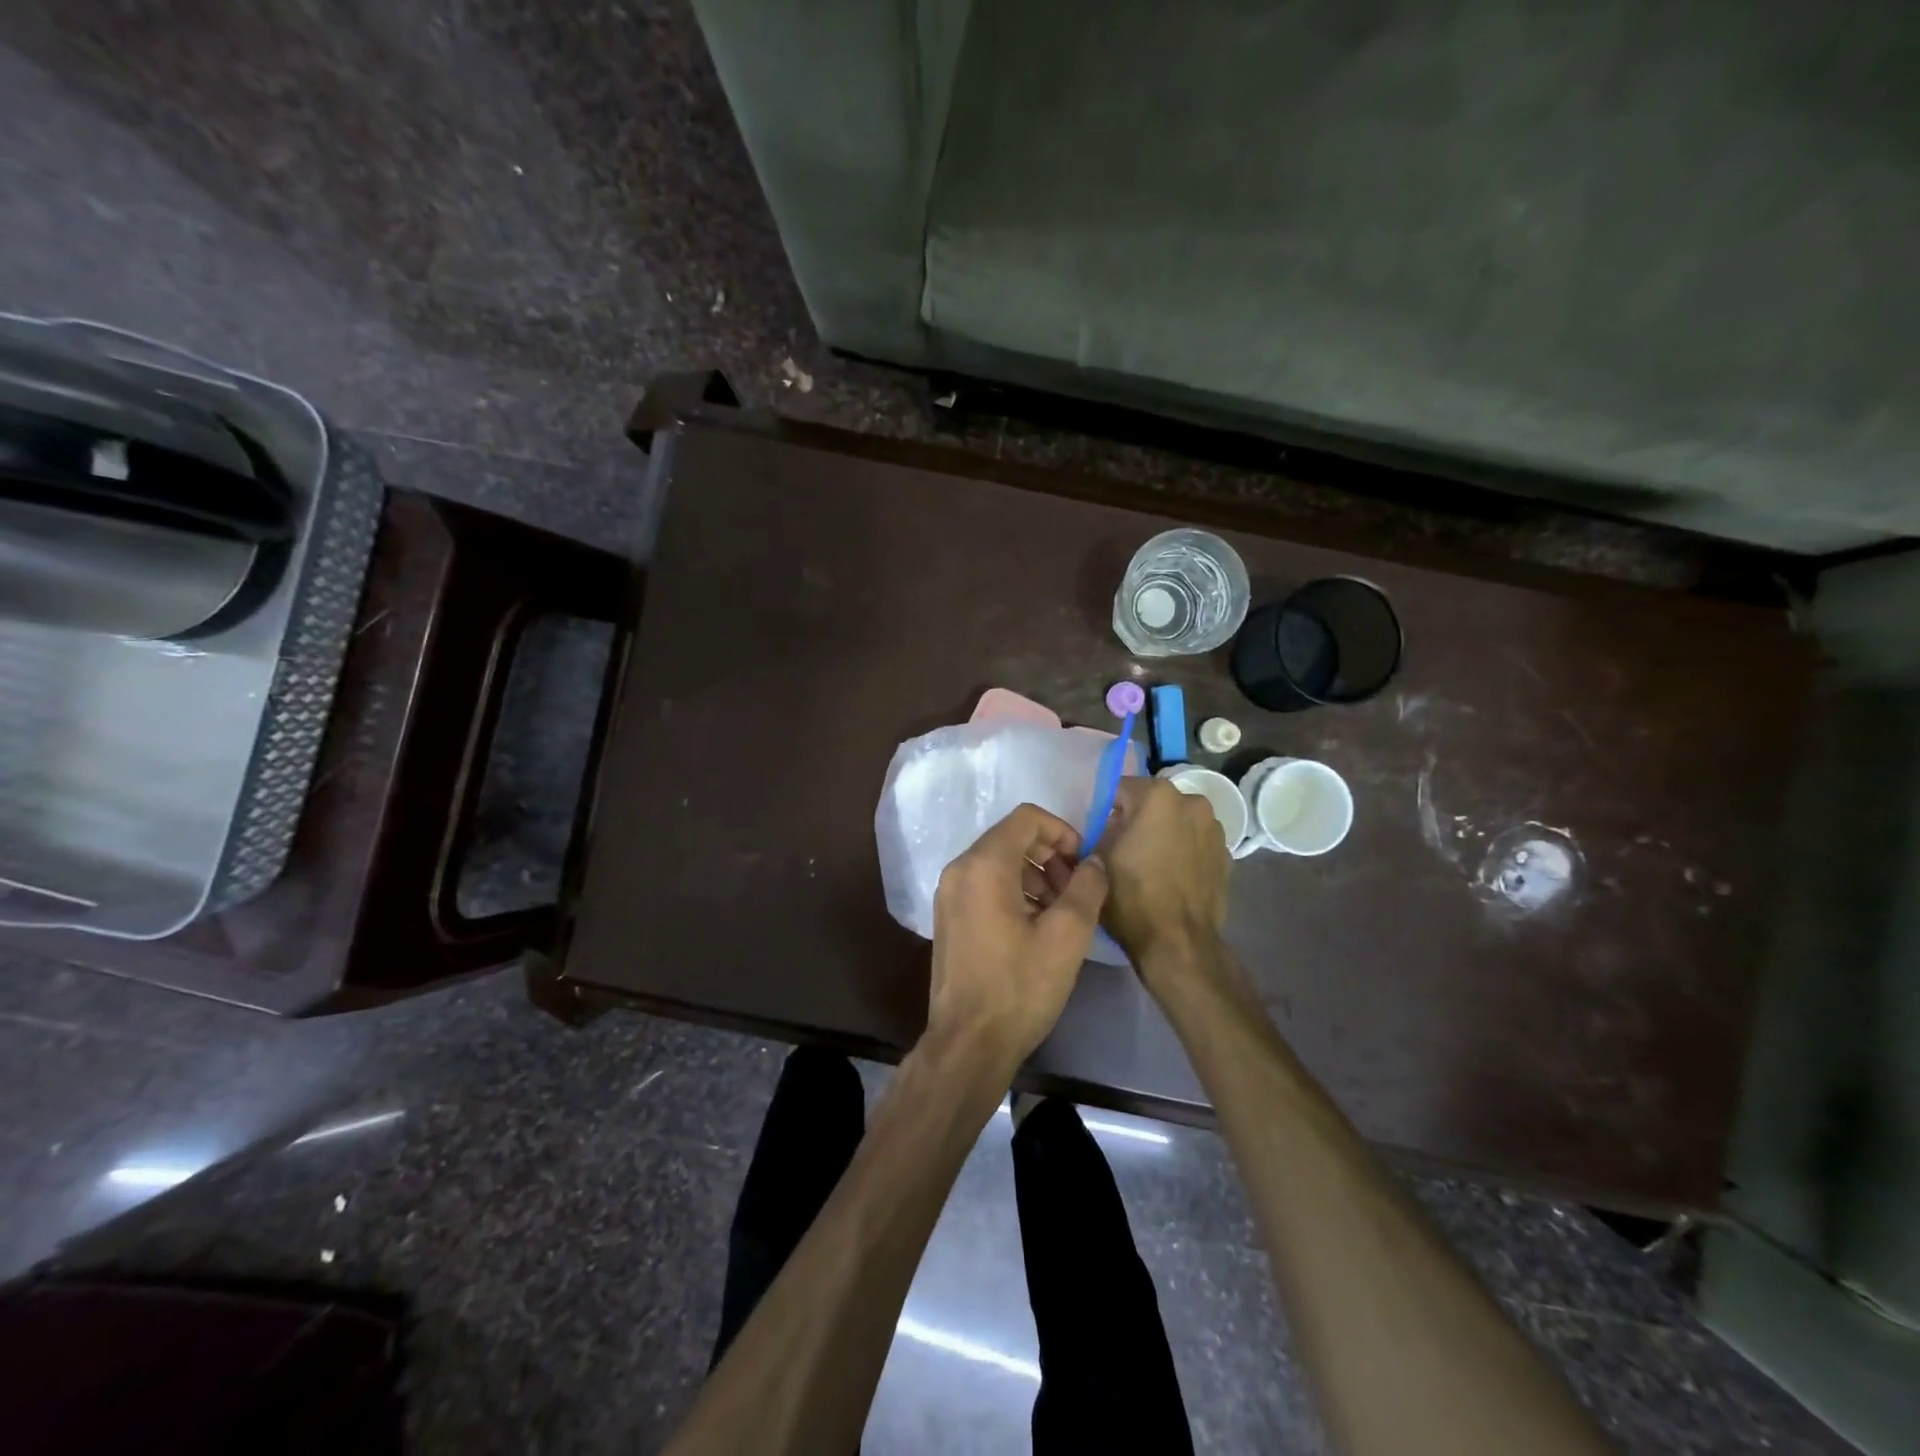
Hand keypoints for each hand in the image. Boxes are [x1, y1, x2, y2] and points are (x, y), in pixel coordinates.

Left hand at [928, 804, 1108, 1071]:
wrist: (969, 1043)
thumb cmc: (1020, 985)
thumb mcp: (1067, 935)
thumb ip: (1087, 887)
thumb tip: (1094, 862)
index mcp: (984, 864)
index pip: (1027, 818)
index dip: (1063, 832)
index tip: (1083, 864)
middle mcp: (959, 870)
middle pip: (1012, 838)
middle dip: (1051, 855)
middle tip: (1077, 891)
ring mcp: (949, 895)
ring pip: (999, 863)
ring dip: (1035, 875)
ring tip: (1062, 912)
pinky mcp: (949, 918)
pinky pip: (985, 886)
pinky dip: (1015, 892)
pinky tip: (1037, 927)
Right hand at [1097, 778, 1230, 972]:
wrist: (1178, 942)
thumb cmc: (1131, 895)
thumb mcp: (1097, 857)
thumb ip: (1101, 828)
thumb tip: (1109, 826)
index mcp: (1158, 795)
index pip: (1120, 789)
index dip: (1106, 810)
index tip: (1100, 833)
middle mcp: (1192, 801)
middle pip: (1153, 802)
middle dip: (1138, 818)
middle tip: (1123, 849)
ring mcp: (1215, 828)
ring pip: (1177, 821)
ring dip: (1164, 833)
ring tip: (1151, 865)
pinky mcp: (1227, 854)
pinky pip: (1195, 843)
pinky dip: (1184, 851)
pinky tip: (1172, 877)